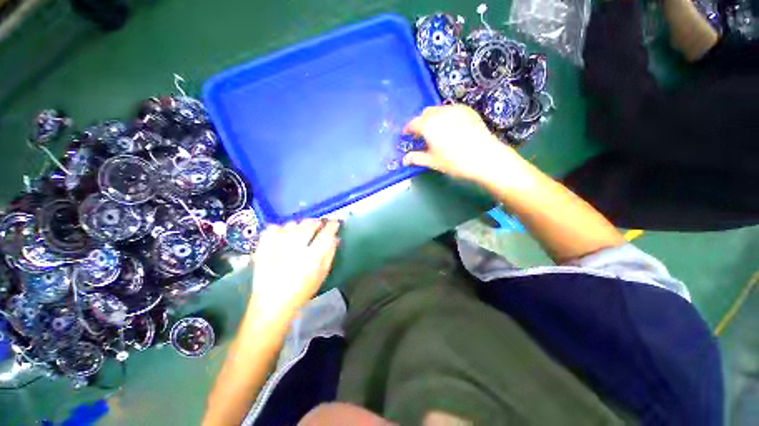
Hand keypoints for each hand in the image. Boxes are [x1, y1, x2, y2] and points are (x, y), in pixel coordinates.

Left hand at [251, 220, 339, 317]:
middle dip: (315, 222)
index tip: (334, 222)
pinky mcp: (263, 247)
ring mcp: (277, 246)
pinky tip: (282, 234)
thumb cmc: (302, 290)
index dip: (332, 225)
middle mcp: (296, 247)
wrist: (273, 303)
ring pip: (291, 224)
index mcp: (313, 255)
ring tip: (300, 230)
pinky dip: (279, 228)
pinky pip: (272, 229)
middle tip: (317, 224)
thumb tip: (336, 238)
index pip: (326, 233)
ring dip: (299, 225)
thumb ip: (330, 254)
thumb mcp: (322, 274)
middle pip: (308, 225)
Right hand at [402, 105, 518, 182]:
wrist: (485, 157)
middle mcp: (440, 113)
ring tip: (436, 131)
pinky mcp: (467, 110)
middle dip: (421, 122)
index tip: (406, 134)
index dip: (408, 129)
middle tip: (421, 135)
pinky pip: (451, 109)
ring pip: (438, 110)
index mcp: (428, 125)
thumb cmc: (455, 161)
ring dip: (433, 118)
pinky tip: (451, 128)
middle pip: (425, 114)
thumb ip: (416, 158)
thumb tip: (404, 159)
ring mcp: (455, 109)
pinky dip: (446, 116)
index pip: (413, 123)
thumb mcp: (433, 162)